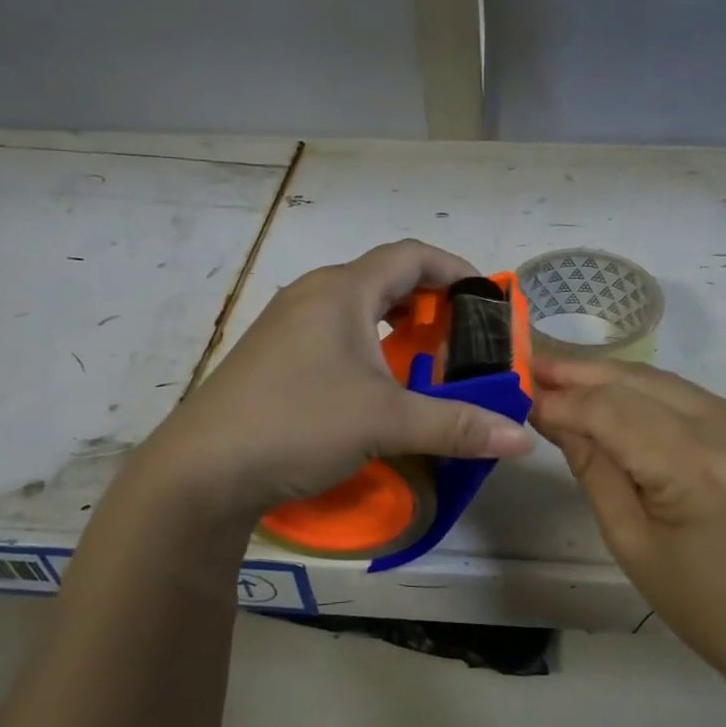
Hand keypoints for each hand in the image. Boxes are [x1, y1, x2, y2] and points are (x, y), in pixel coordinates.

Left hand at [140, 240, 533, 525]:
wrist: (202, 470)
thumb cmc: (298, 424)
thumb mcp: (386, 422)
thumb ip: (457, 425)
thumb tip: (522, 439)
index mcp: (342, 290)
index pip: (411, 256)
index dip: (455, 269)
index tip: (487, 297)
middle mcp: (313, 294)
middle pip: (384, 277)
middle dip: (429, 300)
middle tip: (461, 334)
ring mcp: (287, 323)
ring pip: (356, 305)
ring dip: (397, 323)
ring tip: (424, 356)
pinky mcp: (273, 354)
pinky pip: (334, 330)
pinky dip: (368, 342)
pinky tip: (375, 382)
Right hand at [531, 357, 725, 689]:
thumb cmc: (701, 603)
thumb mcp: (629, 541)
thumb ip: (592, 467)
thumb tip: (551, 415)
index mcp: (697, 468)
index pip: (613, 411)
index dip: (563, 399)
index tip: (520, 391)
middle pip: (638, 381)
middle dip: (580, 373)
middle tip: (532, 365)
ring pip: (662, 382)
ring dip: (609, 378)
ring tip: (559, 375)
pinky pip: (686, 397)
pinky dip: (642, 394)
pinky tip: (609, 397)